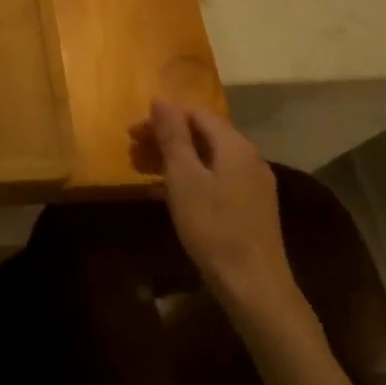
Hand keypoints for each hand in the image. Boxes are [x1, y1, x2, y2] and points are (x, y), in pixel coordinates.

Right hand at [129, 100, 298, 314]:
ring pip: (207, 158)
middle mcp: (249, 158)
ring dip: (174, 159)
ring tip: (144, 173)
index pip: (195, 113)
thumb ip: (172, 136)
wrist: (253, 285)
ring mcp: (253, 184)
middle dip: (165, 139)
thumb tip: (160, 99)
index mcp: (234, 146)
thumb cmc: (213, 227)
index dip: (161, 118)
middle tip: (132, 154)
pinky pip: (215, 178)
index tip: (132, 135)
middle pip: (202, 134)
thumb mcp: (183, 178)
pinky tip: (168, 195)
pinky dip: (189, 178)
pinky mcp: (250, 207)